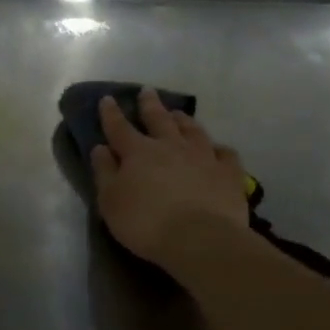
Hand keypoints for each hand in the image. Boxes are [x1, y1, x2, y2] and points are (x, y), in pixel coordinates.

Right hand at [91, 89, 250, 268]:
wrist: (200, 238)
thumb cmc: (146, 222)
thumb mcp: (110, 201)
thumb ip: (105, 172)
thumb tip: (100, 148)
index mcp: (138, 152)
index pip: (119, 128)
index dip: (111, 113)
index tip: (107, 99)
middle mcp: (171, 146)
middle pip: (159, 120)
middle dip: (150, 105)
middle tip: (147, 91)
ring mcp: (203, 156)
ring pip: (192, 130)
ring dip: (183, 120)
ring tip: (179, 114)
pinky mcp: (228, 173)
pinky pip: (225, 153)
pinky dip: (219, 149)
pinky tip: (217, 149)